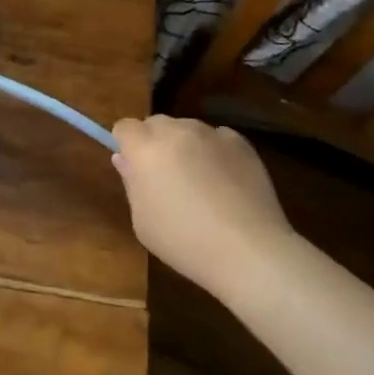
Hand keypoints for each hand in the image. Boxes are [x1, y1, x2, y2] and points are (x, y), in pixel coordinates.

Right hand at [109, 116, 297, 303]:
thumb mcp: (143, 221)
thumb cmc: (185, 242)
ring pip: (188, 129)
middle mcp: (177, 131)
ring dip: (185, 145)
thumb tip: (124, 160)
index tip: (135, 168)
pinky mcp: (241, 143)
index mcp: (146, 148)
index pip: (125, 127)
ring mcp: (211, 134)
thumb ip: (131, 183)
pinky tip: (225, 181)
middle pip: (156, 123)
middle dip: (154, 142)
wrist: (248, 251)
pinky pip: (217, 138)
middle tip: (165, 177)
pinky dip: (215, 151)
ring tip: (200, 181)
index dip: (126, 145)